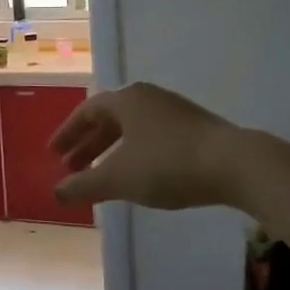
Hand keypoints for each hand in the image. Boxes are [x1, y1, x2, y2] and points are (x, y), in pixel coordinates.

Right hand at [51, 83, 244, 210]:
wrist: (235, 165)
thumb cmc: (168, 165)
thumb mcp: (119, 178)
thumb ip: (84, 185)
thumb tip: (56, 192)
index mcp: (126, 100)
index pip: (87, 111)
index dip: (68, 133)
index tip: (54, 154)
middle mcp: (148, 98)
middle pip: (109, 119)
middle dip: (88, 145)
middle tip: (73, 169)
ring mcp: (174, 111)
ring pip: (132, 130)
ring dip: (111, 152)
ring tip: (101, 177)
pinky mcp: (195, 129)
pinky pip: (152, 137)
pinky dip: (135, 155)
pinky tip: (138, 177)